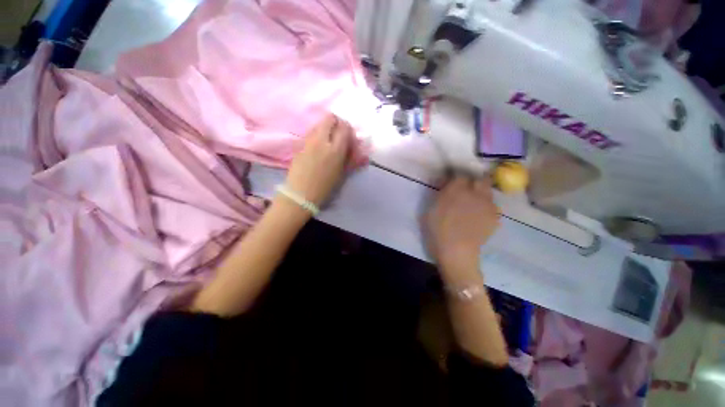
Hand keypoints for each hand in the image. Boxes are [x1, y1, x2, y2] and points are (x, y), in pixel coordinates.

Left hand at [284, 114, 354, 205]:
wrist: (300, 194)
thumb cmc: (325, 188)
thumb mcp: (342, 175)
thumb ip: (351, 160)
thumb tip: (361, 153)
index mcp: (335, 150)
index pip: (344, 127)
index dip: (348, 129)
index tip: (349, 138)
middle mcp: (321, 140)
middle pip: (330, 118)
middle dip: (336, 123)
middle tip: (338, 134)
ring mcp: (308, 141)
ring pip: (318, 124)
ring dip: (325, 128)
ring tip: (327, 142)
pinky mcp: (299, 145)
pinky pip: (310, 133)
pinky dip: (316, 135)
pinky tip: (317, 148)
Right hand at [424, 176, 499, 274]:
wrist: (456, 252)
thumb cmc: (437, 230)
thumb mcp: (430, 209)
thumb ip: (440, 194)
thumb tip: (446, 184)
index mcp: (456, 190)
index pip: (460, 174)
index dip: (456, 177)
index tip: (451, 181)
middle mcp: (475, 194)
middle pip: (480, 179)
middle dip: (474, 181)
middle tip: (465, 189)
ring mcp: (487, 205)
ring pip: (488, 192)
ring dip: (481, 193)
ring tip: (473, 203)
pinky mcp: (495, 217)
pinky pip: (492, 205)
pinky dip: (486, 206)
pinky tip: (479, 215)